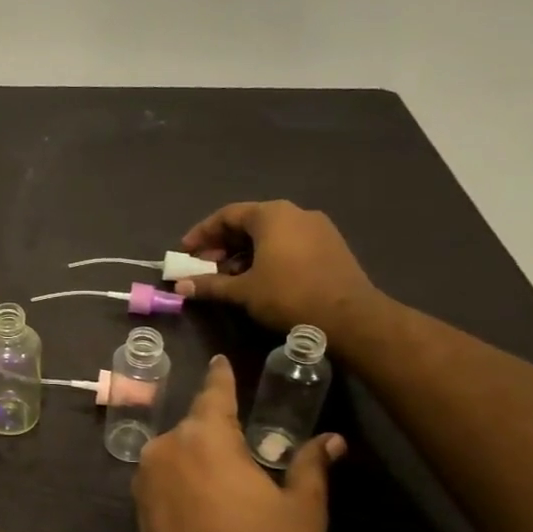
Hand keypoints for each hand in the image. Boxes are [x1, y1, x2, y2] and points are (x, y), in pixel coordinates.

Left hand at [133, 356, 344, 531]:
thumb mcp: (302, 513)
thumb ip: (310, 467)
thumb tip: (330, 441)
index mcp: (205, 438)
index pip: (214, 393)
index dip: (221, 377)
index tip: (220, 360)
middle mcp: (167, 448)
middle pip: (196, 426)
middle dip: (220, 431)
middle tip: (252, 450)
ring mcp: (146, 479)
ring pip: (179, 453)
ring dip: (202, 459)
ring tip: (235, 484)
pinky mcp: (138, 509)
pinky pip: (167, 479)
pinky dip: (187, 481)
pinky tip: (212, 505)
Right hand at [174, 201, 376, 338]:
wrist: (350, 317)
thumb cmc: (289, 295)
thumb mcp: (243, 291)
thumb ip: (210, 285)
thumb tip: (181, 286)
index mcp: (272, 215)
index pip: (227, 215)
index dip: (202, 234)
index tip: (185, 252)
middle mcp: (295, 213)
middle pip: (248, 223)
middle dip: (222, 246)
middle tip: (204, 267)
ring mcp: (317, 229)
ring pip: (269, 235)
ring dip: (243, 254)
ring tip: (228, 278)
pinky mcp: (330, 247)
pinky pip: (288, 244)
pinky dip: (266, 257)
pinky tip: (258, 279)